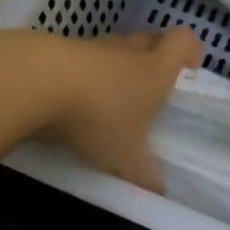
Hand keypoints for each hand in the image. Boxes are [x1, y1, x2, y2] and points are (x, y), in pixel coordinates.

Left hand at [39, 28, 202, 190]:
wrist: (40, 82)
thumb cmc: (99, 116)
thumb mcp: (125, 157)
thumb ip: (143, 174)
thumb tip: (159, 191)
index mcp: (155, 70)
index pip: (182, 41)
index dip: (189, 49)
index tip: (189, 66)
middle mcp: (128, 52)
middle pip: (149, 39)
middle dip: (154, 55)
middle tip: (151, 82)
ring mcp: (93, 47)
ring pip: (114, 48)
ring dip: (116, 64)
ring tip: (110, 94)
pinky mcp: (60, 51)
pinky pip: (82, 58)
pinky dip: (84, 72)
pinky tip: (74, 97)